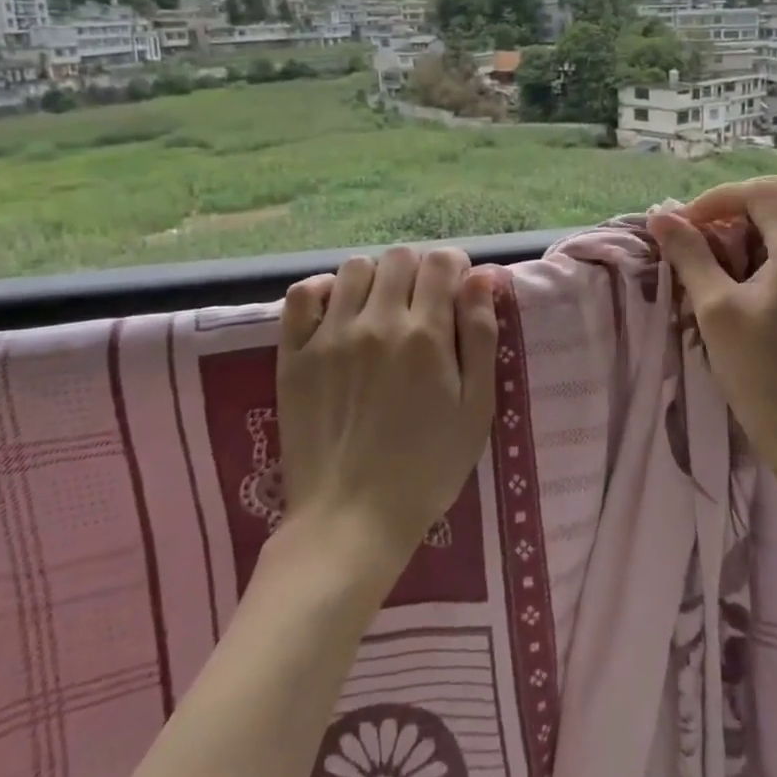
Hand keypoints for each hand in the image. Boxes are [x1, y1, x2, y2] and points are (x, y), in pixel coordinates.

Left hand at [277, 247, 499, 575]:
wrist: (351, 519)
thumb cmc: (427, 468)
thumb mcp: (475, 408)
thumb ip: (480, 336)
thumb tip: (481, 277)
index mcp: (426, 335)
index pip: (441, 263)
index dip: (455, 268)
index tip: (457, 292)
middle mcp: (377, 322)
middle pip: (400, 257)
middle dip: (419, 271)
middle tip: (423, 306)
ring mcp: (330, 336)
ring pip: (355, 267)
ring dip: (377, 279)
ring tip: (382, 311)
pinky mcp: (294, 354)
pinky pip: (301, 295)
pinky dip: (322, 290)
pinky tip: (338, 312)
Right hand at [647, 176, 776, 486]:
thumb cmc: (763, 375)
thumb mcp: (716, 310)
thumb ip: (690, 256)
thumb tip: (660, 217)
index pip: (761, 193)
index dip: (717, 199)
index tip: (683, 226)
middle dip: (753, 196)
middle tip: (716, 221)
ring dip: (770, 218)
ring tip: (730, 245)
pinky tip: (753, 273)